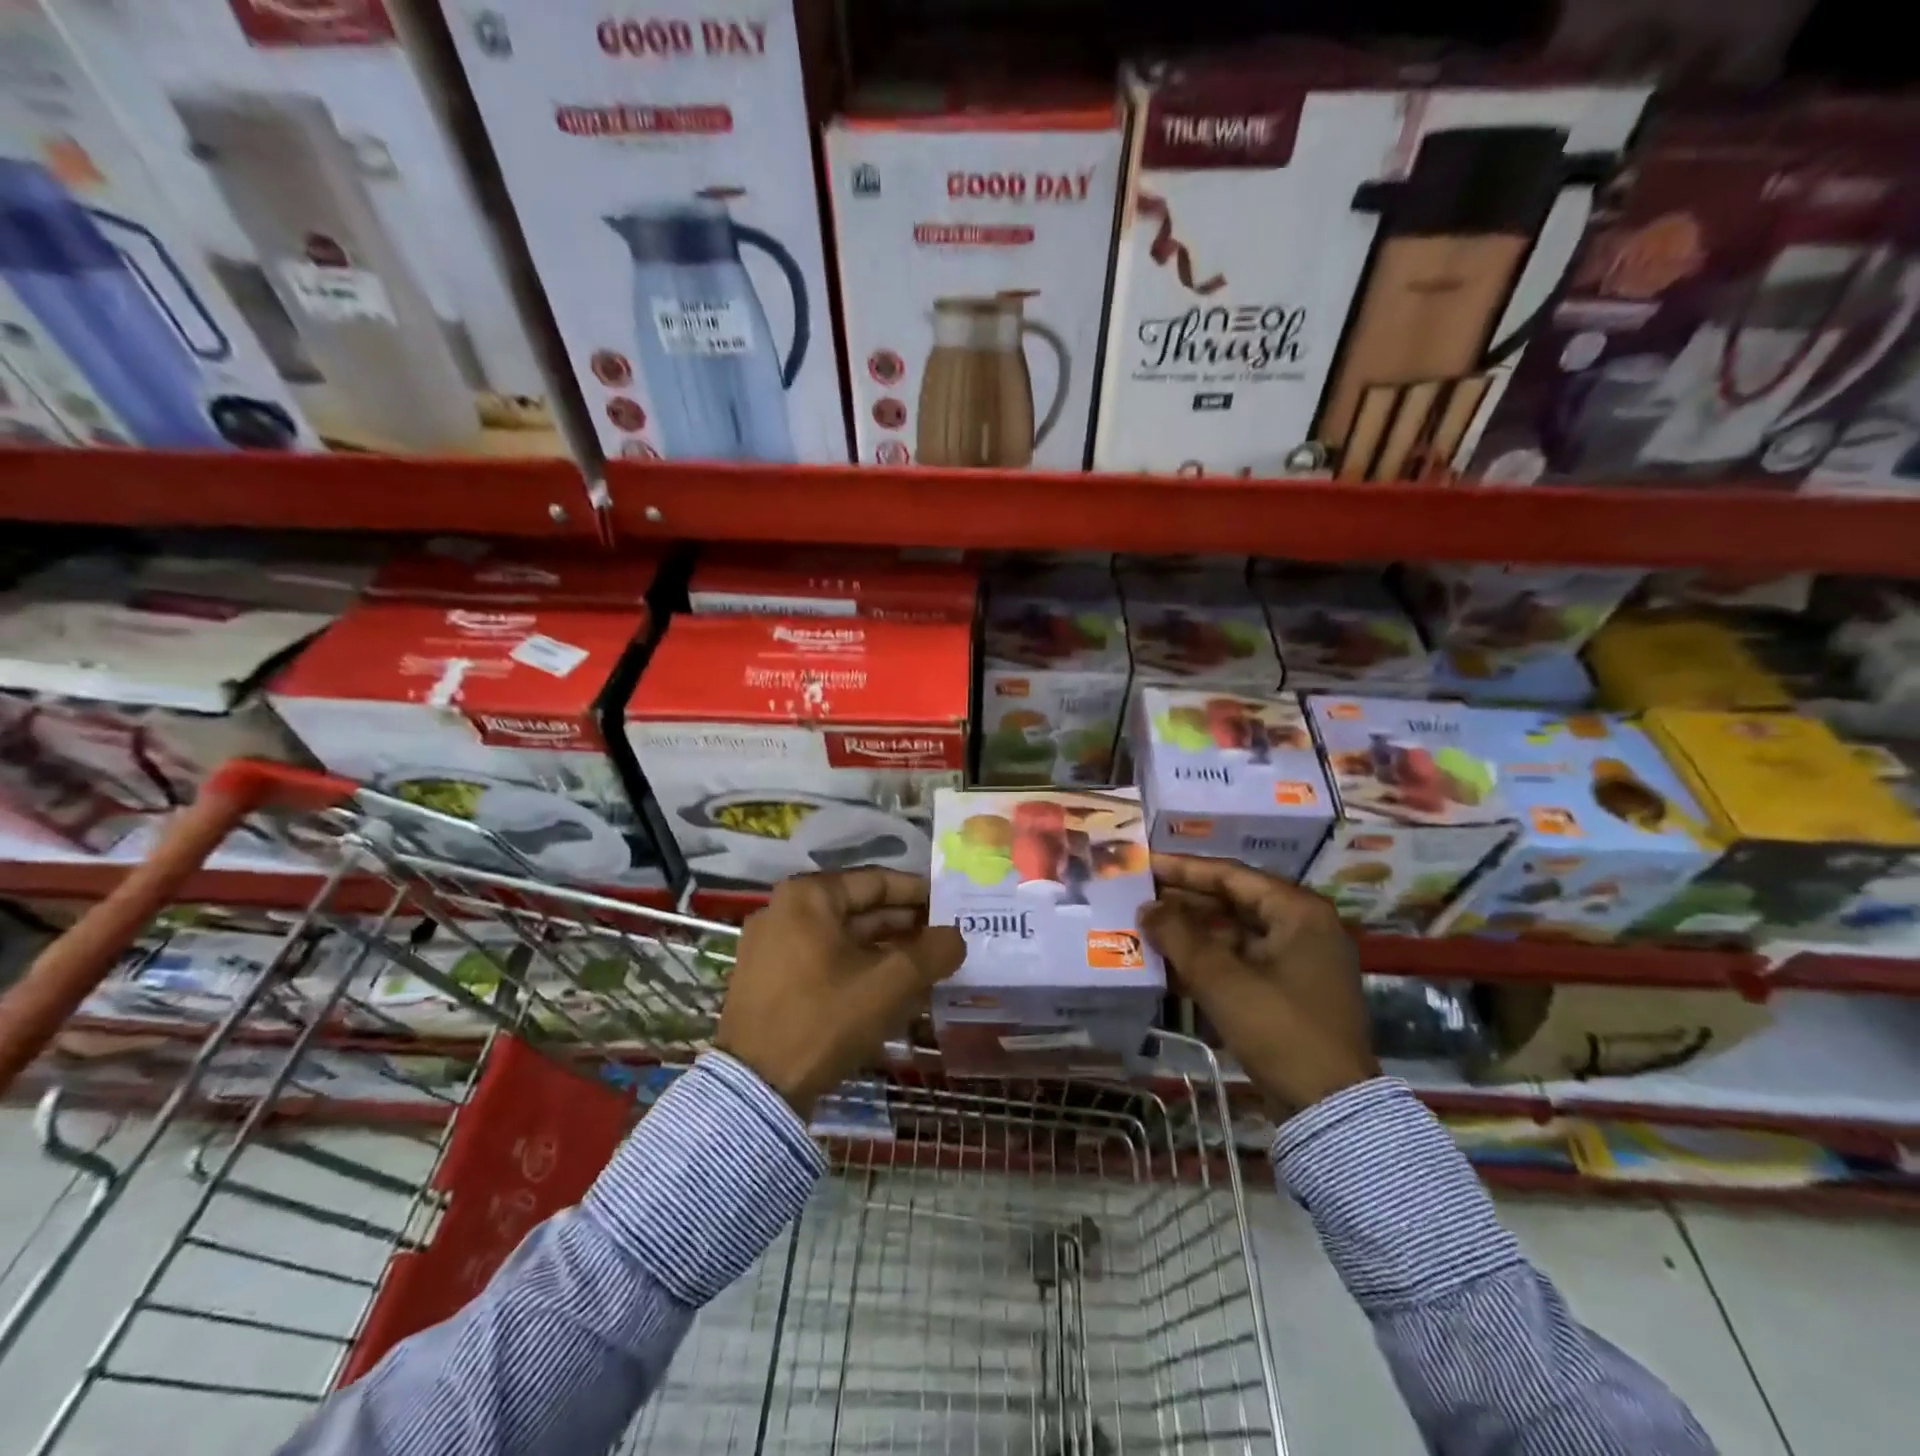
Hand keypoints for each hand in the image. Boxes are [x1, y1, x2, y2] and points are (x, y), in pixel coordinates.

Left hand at [715, 869, 965, 1116]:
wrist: (756, 1089)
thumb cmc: (825, 1018)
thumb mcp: (890, 983)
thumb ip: (933, 952)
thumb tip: (956, 937)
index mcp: (809, 896)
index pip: (877, 882)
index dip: (919, 894)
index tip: (951, 907)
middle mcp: (784, 910)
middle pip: (858, 909)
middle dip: (905, 925)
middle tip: (945, 939)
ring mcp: (771, 945)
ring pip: (842, 938)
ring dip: (885, 950)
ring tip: (926, 967)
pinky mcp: (767, 979)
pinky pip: (823, 960)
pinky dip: (857, 968)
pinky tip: (890, 990)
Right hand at [1138, 854, 1378, 1118]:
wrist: (1328, 1108)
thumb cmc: (1278, 1029)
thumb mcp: (1221, 979)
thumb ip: (1178, 936)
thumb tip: (1146, 907)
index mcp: (1298, 912)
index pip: (1232, 875)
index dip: (1185, 869)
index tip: (1147, 864)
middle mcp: (1303, 928)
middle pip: (1233, 902)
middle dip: (1185, 902)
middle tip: (1140, 896)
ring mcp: (1298, 962)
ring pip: (1234, 934)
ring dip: (1192, 933)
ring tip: (1146, 928)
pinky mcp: (1288, 992)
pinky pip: (1241, 962)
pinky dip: (1208, 961)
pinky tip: (1168, 964)